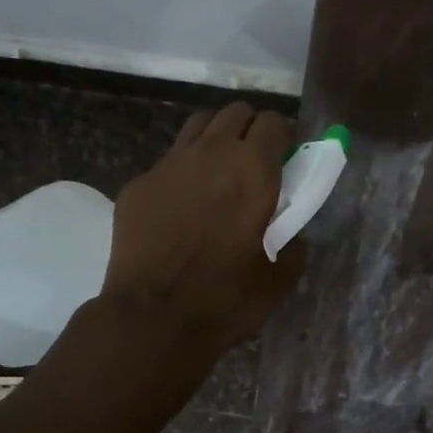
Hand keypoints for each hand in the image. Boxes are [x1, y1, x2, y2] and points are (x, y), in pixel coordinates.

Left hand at [100, 102, 307, 356]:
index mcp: (252, 170)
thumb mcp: (277, 279)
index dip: (283, 136)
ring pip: (198, 126)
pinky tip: (180, 205)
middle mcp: (211, 153)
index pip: (274, 122)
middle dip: (249, 130)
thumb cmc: (224, 299)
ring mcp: (169, 165)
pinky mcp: (138, 184)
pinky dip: (182, 172)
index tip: (286, 158)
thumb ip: (294, 246)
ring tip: (218, 171)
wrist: (152, 319)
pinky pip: (167, 162)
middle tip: (253, 162)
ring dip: (215, 138)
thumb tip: (294, 236)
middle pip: (235, 113)